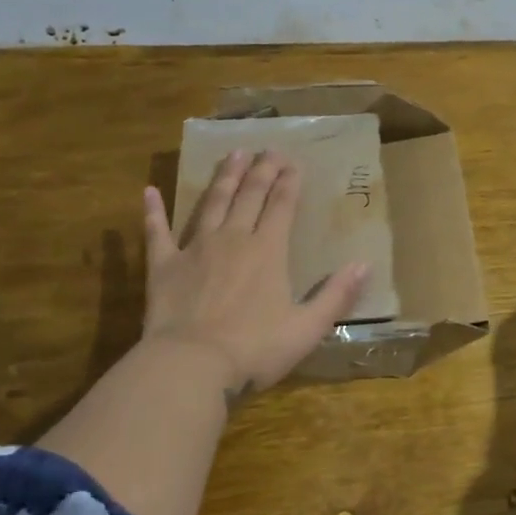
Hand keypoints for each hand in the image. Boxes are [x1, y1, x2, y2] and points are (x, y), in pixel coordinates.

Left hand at [141, 149, 369, 397]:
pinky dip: (154, 211)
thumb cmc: (254, 349)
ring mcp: (196, 248)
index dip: (289, 182)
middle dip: (262, 170)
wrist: (190, 365)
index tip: (293, 162)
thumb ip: (336, 295)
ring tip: (232, 154)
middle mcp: (234, 239)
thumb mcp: (307, 328)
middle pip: (250, 195)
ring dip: (224, 177)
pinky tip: (150, 191)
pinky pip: (157, 231)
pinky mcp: (163, 265)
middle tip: (268, 149)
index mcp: (268, 251)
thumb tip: (365, 264)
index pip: (282, 206)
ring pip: (213, 203)